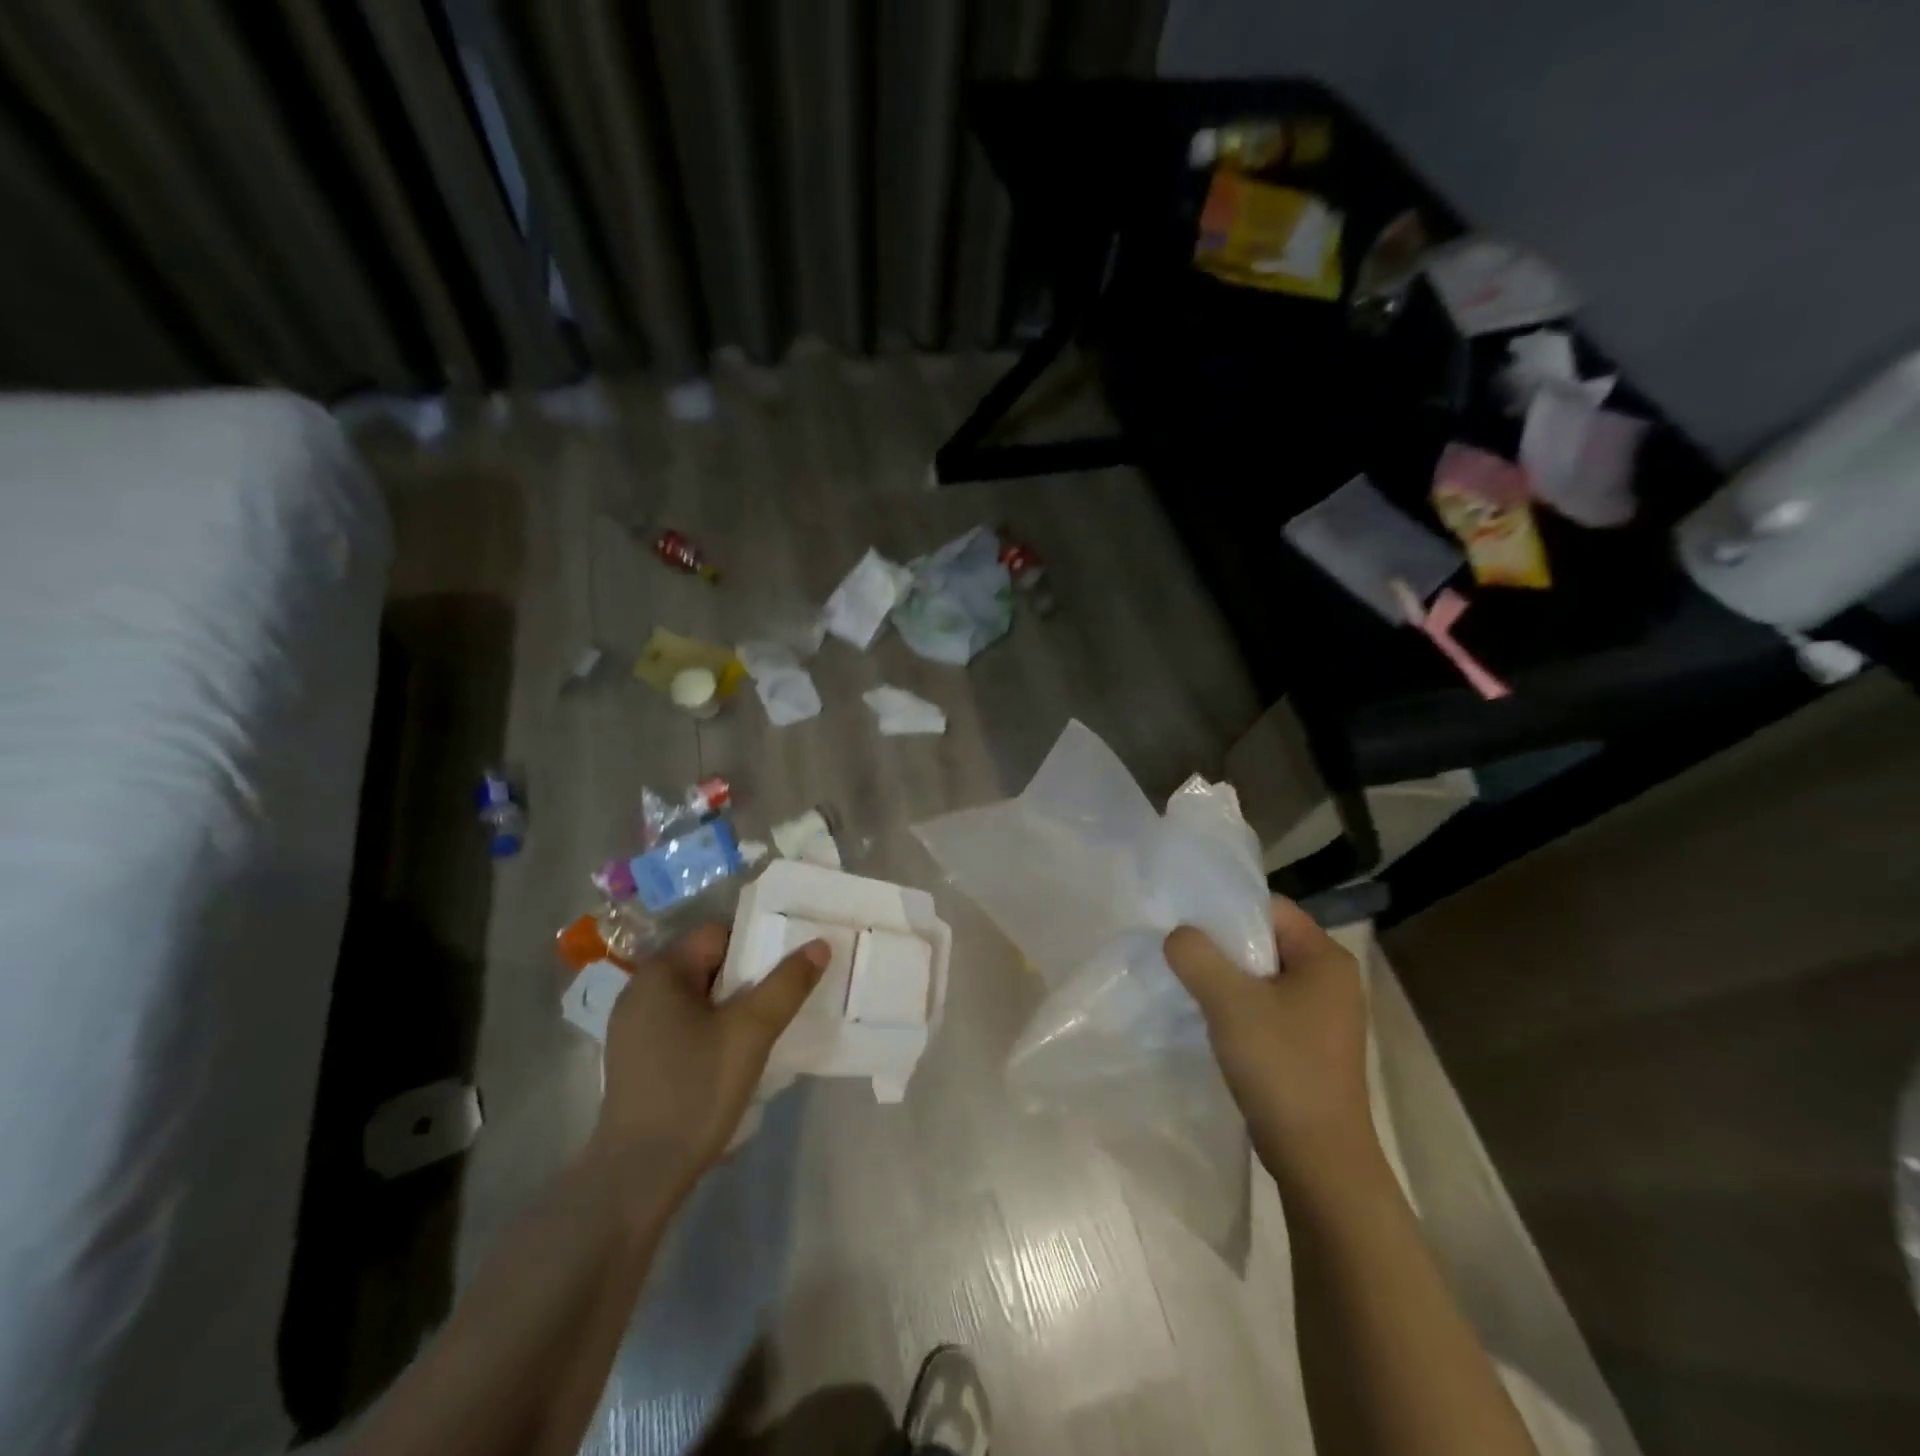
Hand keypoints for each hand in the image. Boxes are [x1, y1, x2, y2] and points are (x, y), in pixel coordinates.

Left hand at [591, 922, 827, 1195]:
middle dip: (749, 979)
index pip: (719, 934)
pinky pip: (685, 1024)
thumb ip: (787, 984)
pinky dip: (713, 1030)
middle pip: (710, 964)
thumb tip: (819, 945)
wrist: (638, 1177)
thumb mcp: (751, 1033)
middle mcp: (641, 990)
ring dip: (733, 1007)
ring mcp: (634, 1027)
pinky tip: (734, 1056)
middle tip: (785, 999)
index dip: (758, 946)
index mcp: (660, 972)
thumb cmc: (694, 1091)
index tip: (789, 969)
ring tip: (767, 1029)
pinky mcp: (637, 1058)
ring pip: (700, 998)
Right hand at [1165, 897, 1374, 1185]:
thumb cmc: (1281, 1067)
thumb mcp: (1229, 1002)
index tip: (1185, 920)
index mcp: (1326, 958)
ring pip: (1263, 976)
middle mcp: (1331, 980)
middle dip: (1221, 944)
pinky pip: (1266, 1006)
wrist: (1319, 1159)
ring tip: (1187, 981)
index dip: (1227, 909)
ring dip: (1226, 977)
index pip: (1271, 908)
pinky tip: (1209, 1018)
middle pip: (1265, 940)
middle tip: (1179, 950)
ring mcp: (1322, 1015)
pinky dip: (1238, 1006)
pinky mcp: (1309, 1044)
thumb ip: (1196, 956)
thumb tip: (1177, 935)